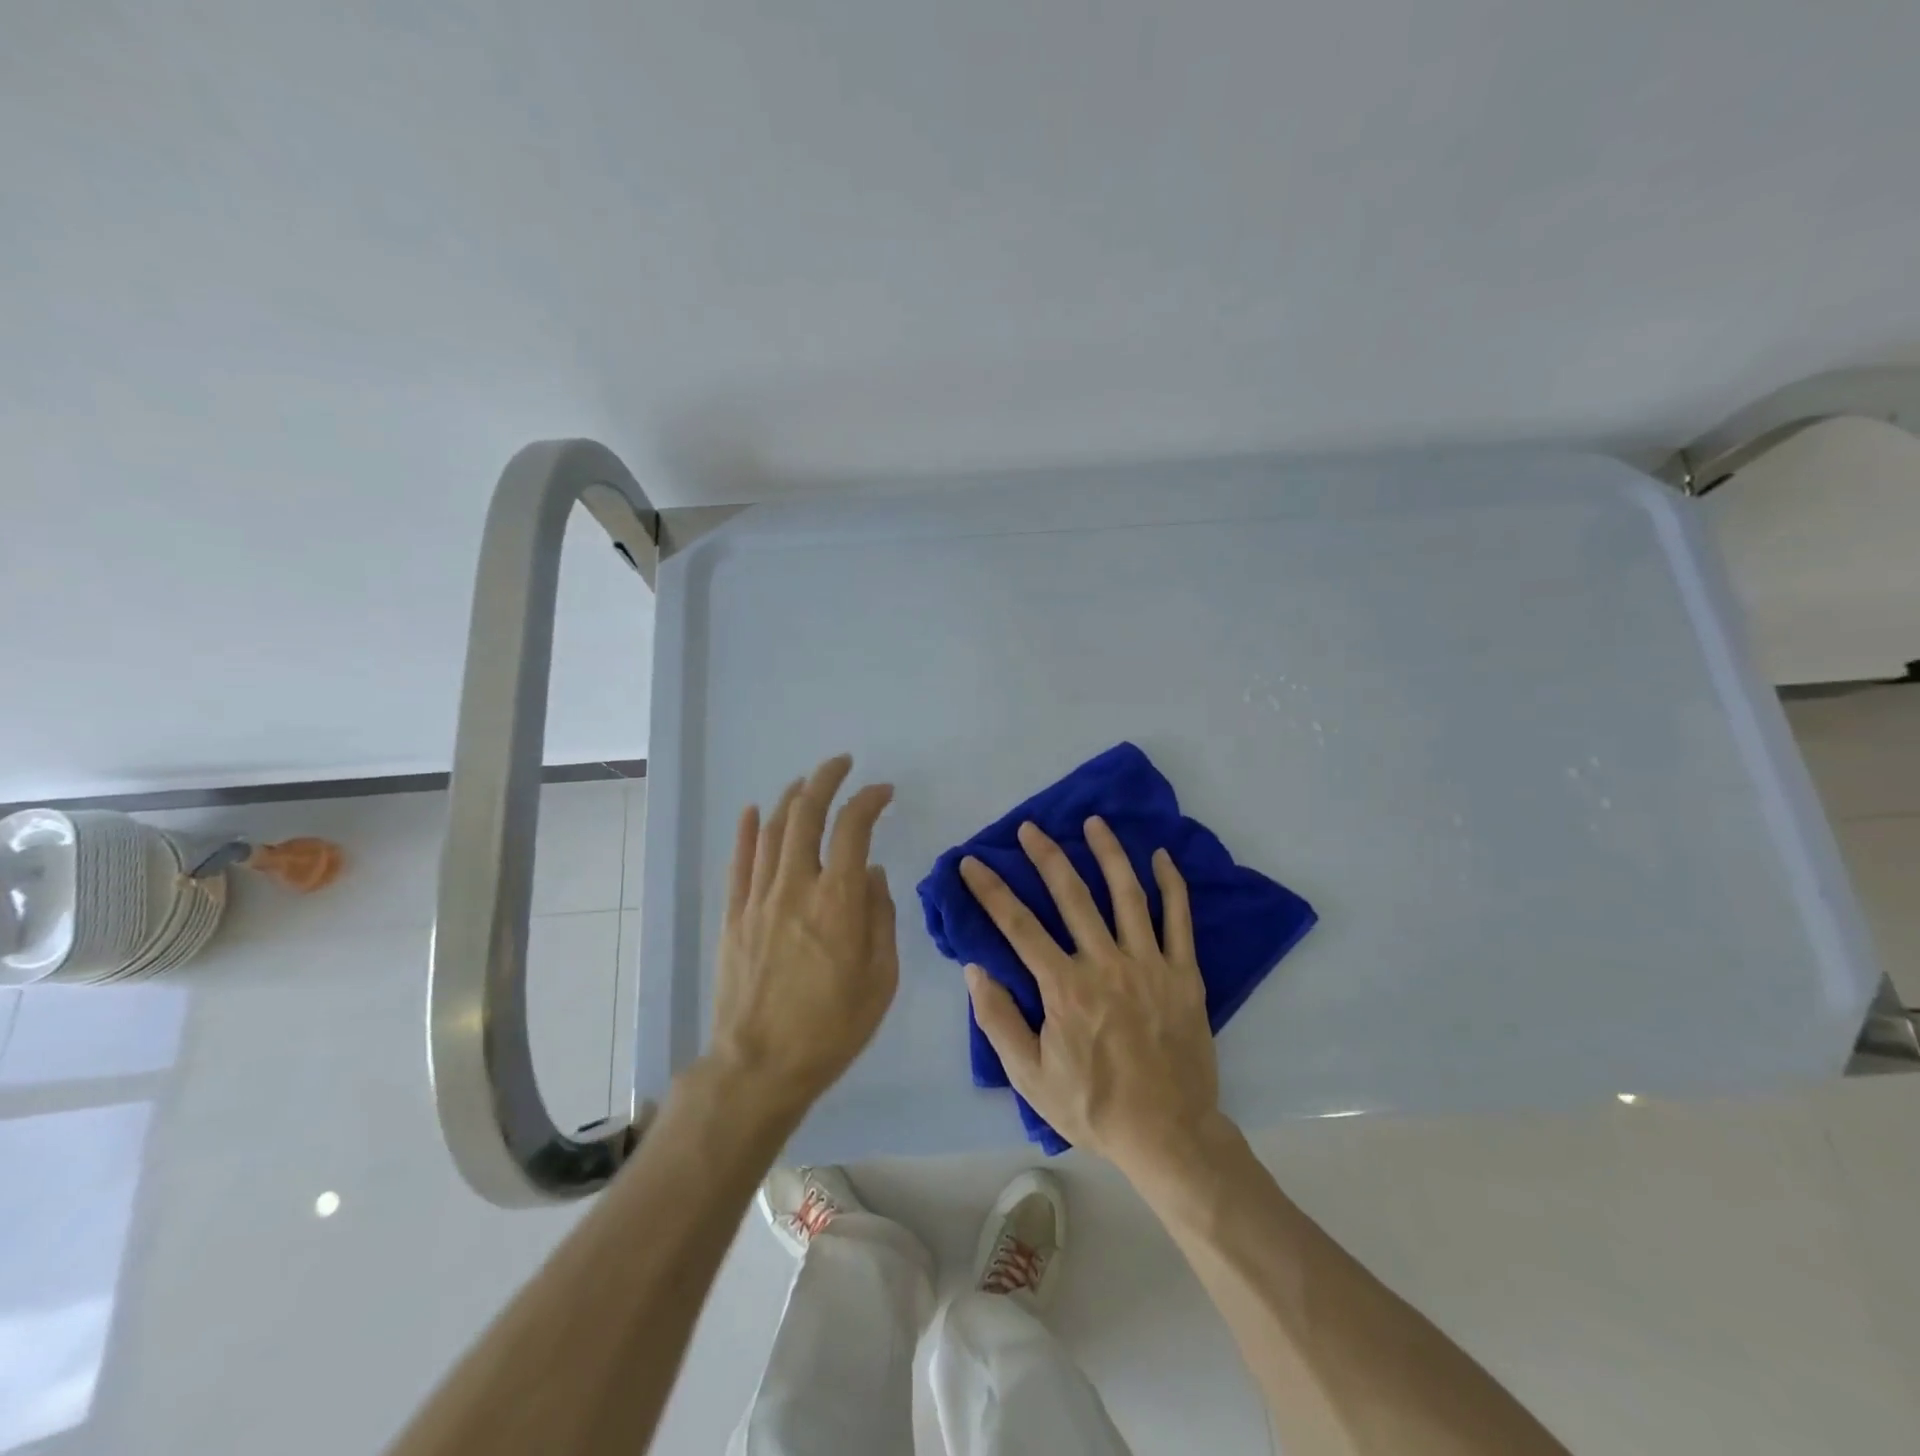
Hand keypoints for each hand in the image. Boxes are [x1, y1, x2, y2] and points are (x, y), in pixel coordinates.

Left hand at [709, 755, 897, 1118]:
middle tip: (841, 764)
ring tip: (805, 783)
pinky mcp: (733, 916)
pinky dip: (746, 831)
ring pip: (771, 830)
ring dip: (790, 798)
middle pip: (806, 813)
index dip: (869, 799)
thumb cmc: (833, 1027)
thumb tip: (873, 874)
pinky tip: (751, 811)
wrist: (760, 1067)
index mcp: (839, 900)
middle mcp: (796, 886)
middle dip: (825, 779)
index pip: (854, 827)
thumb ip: (880, 917)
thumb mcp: (882, 978)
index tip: (883, 792)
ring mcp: (758, 898)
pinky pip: (738, 861)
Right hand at [961, 818, 1222, 1172]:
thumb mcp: (1030, 1078)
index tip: (972, 862)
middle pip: (1072, 896)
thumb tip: (976, 970)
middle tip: (1030, 828)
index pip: (1019, 926)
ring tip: (1093, 823)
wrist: (1168, 1134)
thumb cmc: (1093, 1106)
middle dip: (1046, 857)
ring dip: (1108, 854)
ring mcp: (1149, 965)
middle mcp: (1105, 964)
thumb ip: (998, 1022)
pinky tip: (1161, 857)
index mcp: (1065, 988)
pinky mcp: (1184, 974)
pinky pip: (1179, 920)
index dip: (991, 891)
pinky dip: (1171, 885)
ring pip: (1127, 895)